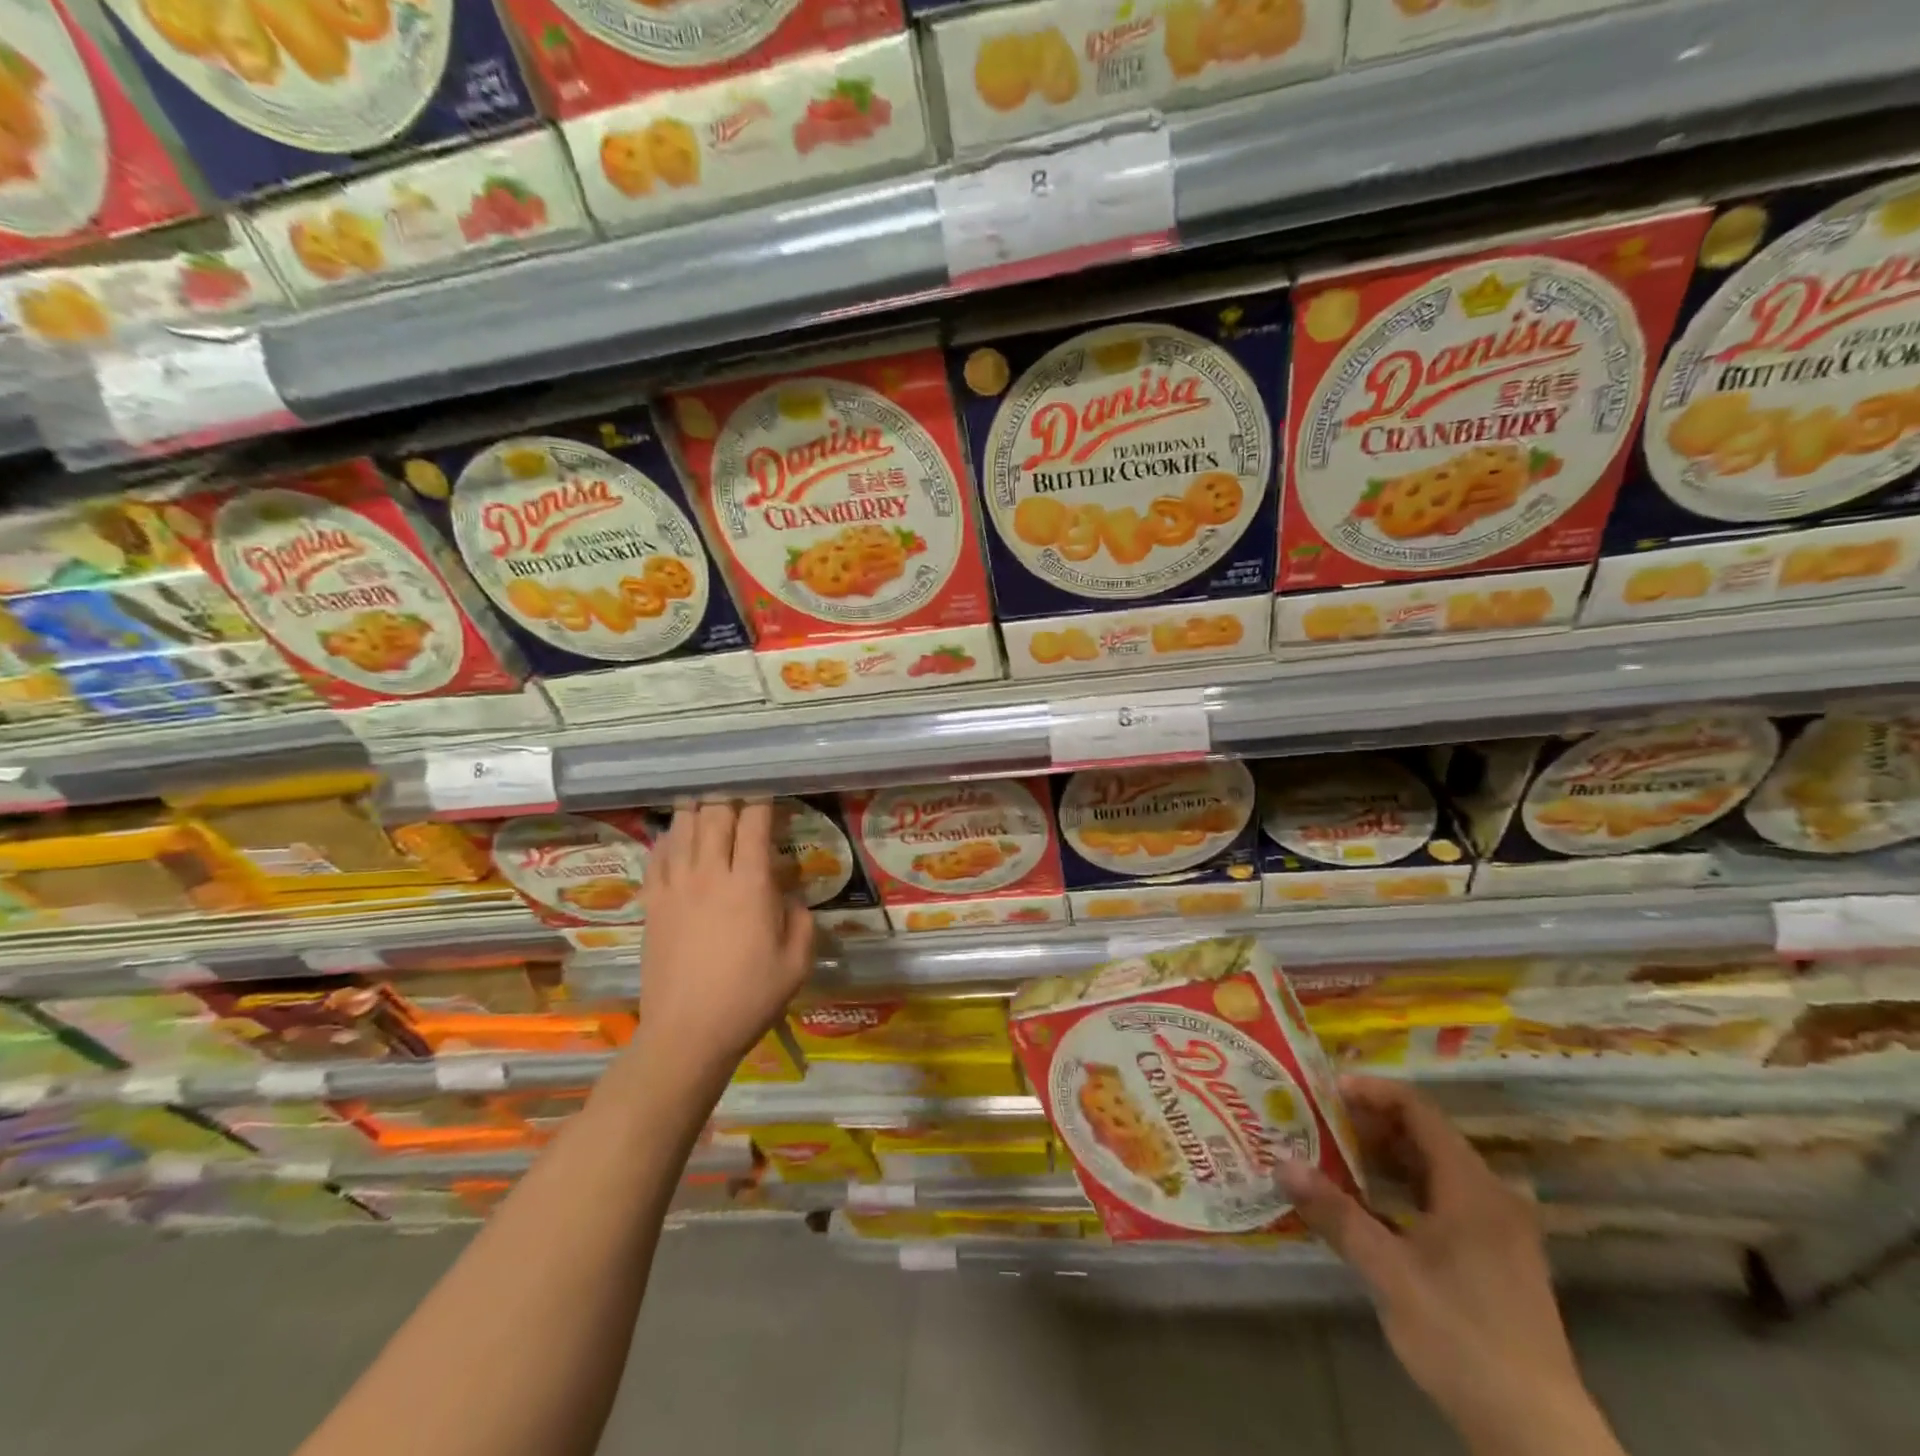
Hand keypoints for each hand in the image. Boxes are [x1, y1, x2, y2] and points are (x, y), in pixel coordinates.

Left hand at [637, 800, 813, 1085]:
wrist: (688, 1033)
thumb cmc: (750, 998)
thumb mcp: (797, 962)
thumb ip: (802, 920)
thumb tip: (789, 897)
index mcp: (750, 885)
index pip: (754, 823)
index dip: (763, 801)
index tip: (771, 793)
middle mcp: (711, 874)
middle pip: (715, 815)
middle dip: (729, 796)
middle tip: (739, 793)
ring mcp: (676, 887)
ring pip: (683, 828)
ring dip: (698, 810)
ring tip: (708, 802)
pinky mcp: (653, 904)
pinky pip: (657, 856)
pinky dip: (669, 838)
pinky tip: (677, 836)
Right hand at [1281, 1077, 1621, 1455]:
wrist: (1537, 1435)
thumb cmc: (1461, 1337)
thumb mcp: (1388, 1273)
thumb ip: (1335, 1213)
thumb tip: (1281, 1163)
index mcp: (1472, 1187)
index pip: (1418, 1109)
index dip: (1371, 1092)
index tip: (1325, 1091)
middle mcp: (1491, 1196)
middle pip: (1424, 1136)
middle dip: (1369, 1125)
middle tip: (1317, 1123)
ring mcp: (1498, 1229)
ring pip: (1432, 1169)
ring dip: (1383, 1158)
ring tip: (1330, 1157)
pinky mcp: (1495, 1258)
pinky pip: (1442, 1200)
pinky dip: (1402, 1190)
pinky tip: (1367, 1205)